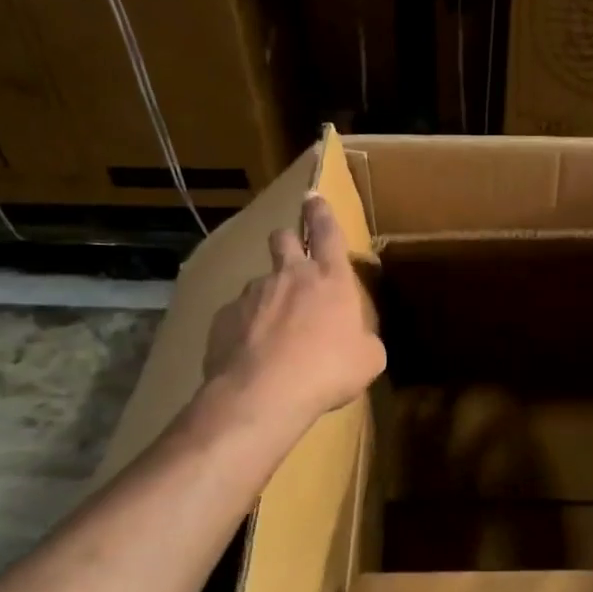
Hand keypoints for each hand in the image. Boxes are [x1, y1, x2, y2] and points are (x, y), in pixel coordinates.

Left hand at [203, 194, 385, 426]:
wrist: (264, 394)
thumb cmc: (328, 370)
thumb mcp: (368, 359)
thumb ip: (364, 341)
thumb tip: (360, 342)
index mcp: (330, 279)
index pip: (327, 231)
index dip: (322, 213)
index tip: (313, 197)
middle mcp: (289, 276)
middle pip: (284, 239)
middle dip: (289, 241)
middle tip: (293, 255)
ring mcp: (252, 294)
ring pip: (260, 282)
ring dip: (268, 296)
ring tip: (273, 331)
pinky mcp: (223, 318)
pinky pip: (237, 315)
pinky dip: (246, 328)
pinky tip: (251, 354)